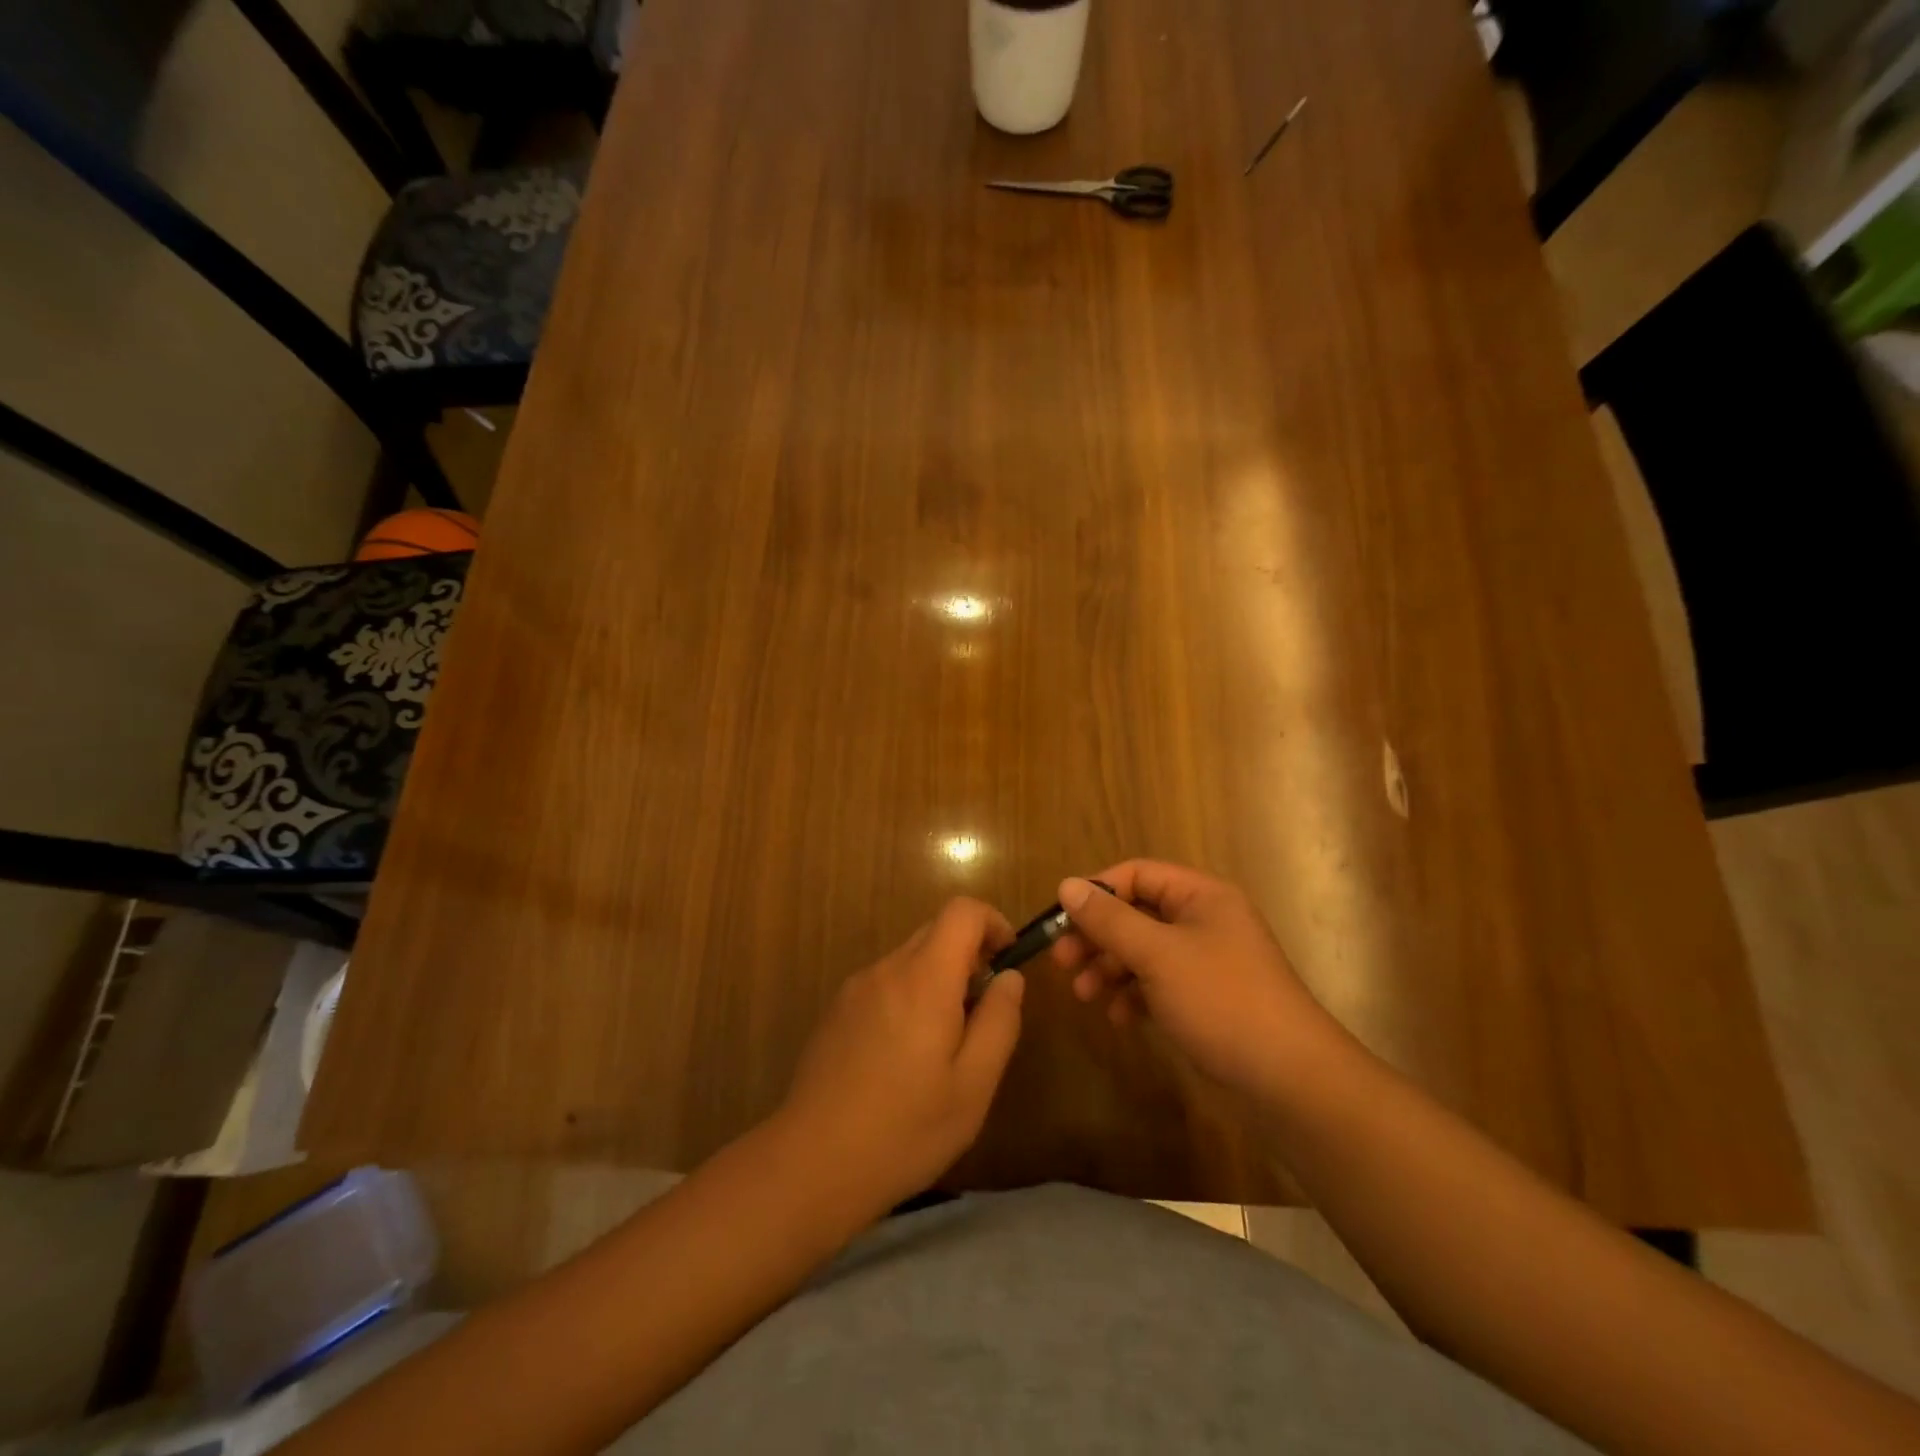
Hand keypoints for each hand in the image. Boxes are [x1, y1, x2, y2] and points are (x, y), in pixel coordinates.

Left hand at [778, 898, 1024, 1212]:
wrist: (812, 1163)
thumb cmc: (905, 1128)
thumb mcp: (973, 1084)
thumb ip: (999, 1021)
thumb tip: (1009, 977)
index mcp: (924, 978)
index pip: (962, 911)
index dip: (992, 923)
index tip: (1007, 961)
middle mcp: (887, 969)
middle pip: (935, 932)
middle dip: (968, 957)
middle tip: (981, 1014)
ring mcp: (856, 988)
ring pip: (909, 960)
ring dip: (937, 981)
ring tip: (942, 1046)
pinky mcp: (836, 1011)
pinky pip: (885, 984)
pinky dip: (908, 998)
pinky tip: (903, 1059)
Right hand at [1050, 861, 1341, 1098]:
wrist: (1289, 1079)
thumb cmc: (1221, 1000)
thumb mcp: (1157, 955)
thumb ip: (1109, 920)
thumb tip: (1067, 885)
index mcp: (1200, 896)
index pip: (1137, 875)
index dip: (1097, 892)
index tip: (1062, 920)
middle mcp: (1204, 921)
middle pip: (1136, 914)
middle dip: (1097, 937)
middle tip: (1062, 962)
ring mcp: (1206, 962)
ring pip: (1144, 952)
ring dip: (1110, 969)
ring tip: (1084, 996)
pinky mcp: (1206, 1000)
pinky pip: (1158, 985)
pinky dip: (1134, 996)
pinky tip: (1119, 1018)